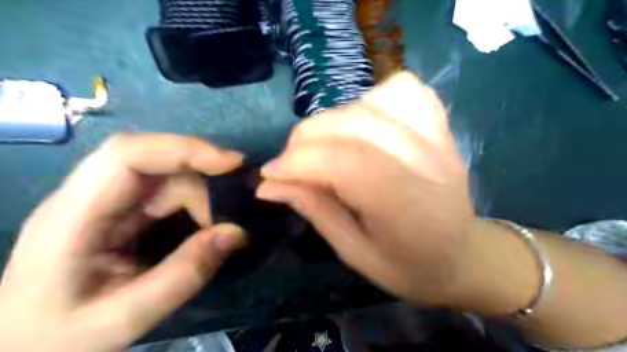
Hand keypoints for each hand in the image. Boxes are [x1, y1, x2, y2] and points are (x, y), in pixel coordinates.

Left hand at [0, 134, 247, 351]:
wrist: (23, 347)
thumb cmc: (57, 338)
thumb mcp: (124, 319)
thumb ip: (184, 275)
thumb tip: (236, 232)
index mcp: (73, 215)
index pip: (128, 155)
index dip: (183, 149)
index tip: (231, 164)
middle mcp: (91, 195)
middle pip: (158, 162)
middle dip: (204, 179)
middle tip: (234, 211)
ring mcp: (110, 200)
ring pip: (170, 177)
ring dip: (204, 198)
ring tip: (222, 230)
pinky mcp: (126, 209)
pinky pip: (171, 193)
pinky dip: (198, 205)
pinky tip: (209, 226)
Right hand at [258, 72, 472, 304]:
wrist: (462, 254)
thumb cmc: (408, 265)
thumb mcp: (353, 252)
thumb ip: (315, 210)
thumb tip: (269, 185)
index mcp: (406, 206)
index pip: (344, 162)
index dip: (298, 162)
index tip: (270, 175)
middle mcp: (423, 161)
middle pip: (351, 125)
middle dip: (304, 141)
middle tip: (290, 166)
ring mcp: (436, 137)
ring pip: (369, 102)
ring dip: (331, 122)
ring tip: (324, 148)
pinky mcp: (439, 124)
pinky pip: (401, 89)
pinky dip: (370, 100)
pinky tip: (361, 124)